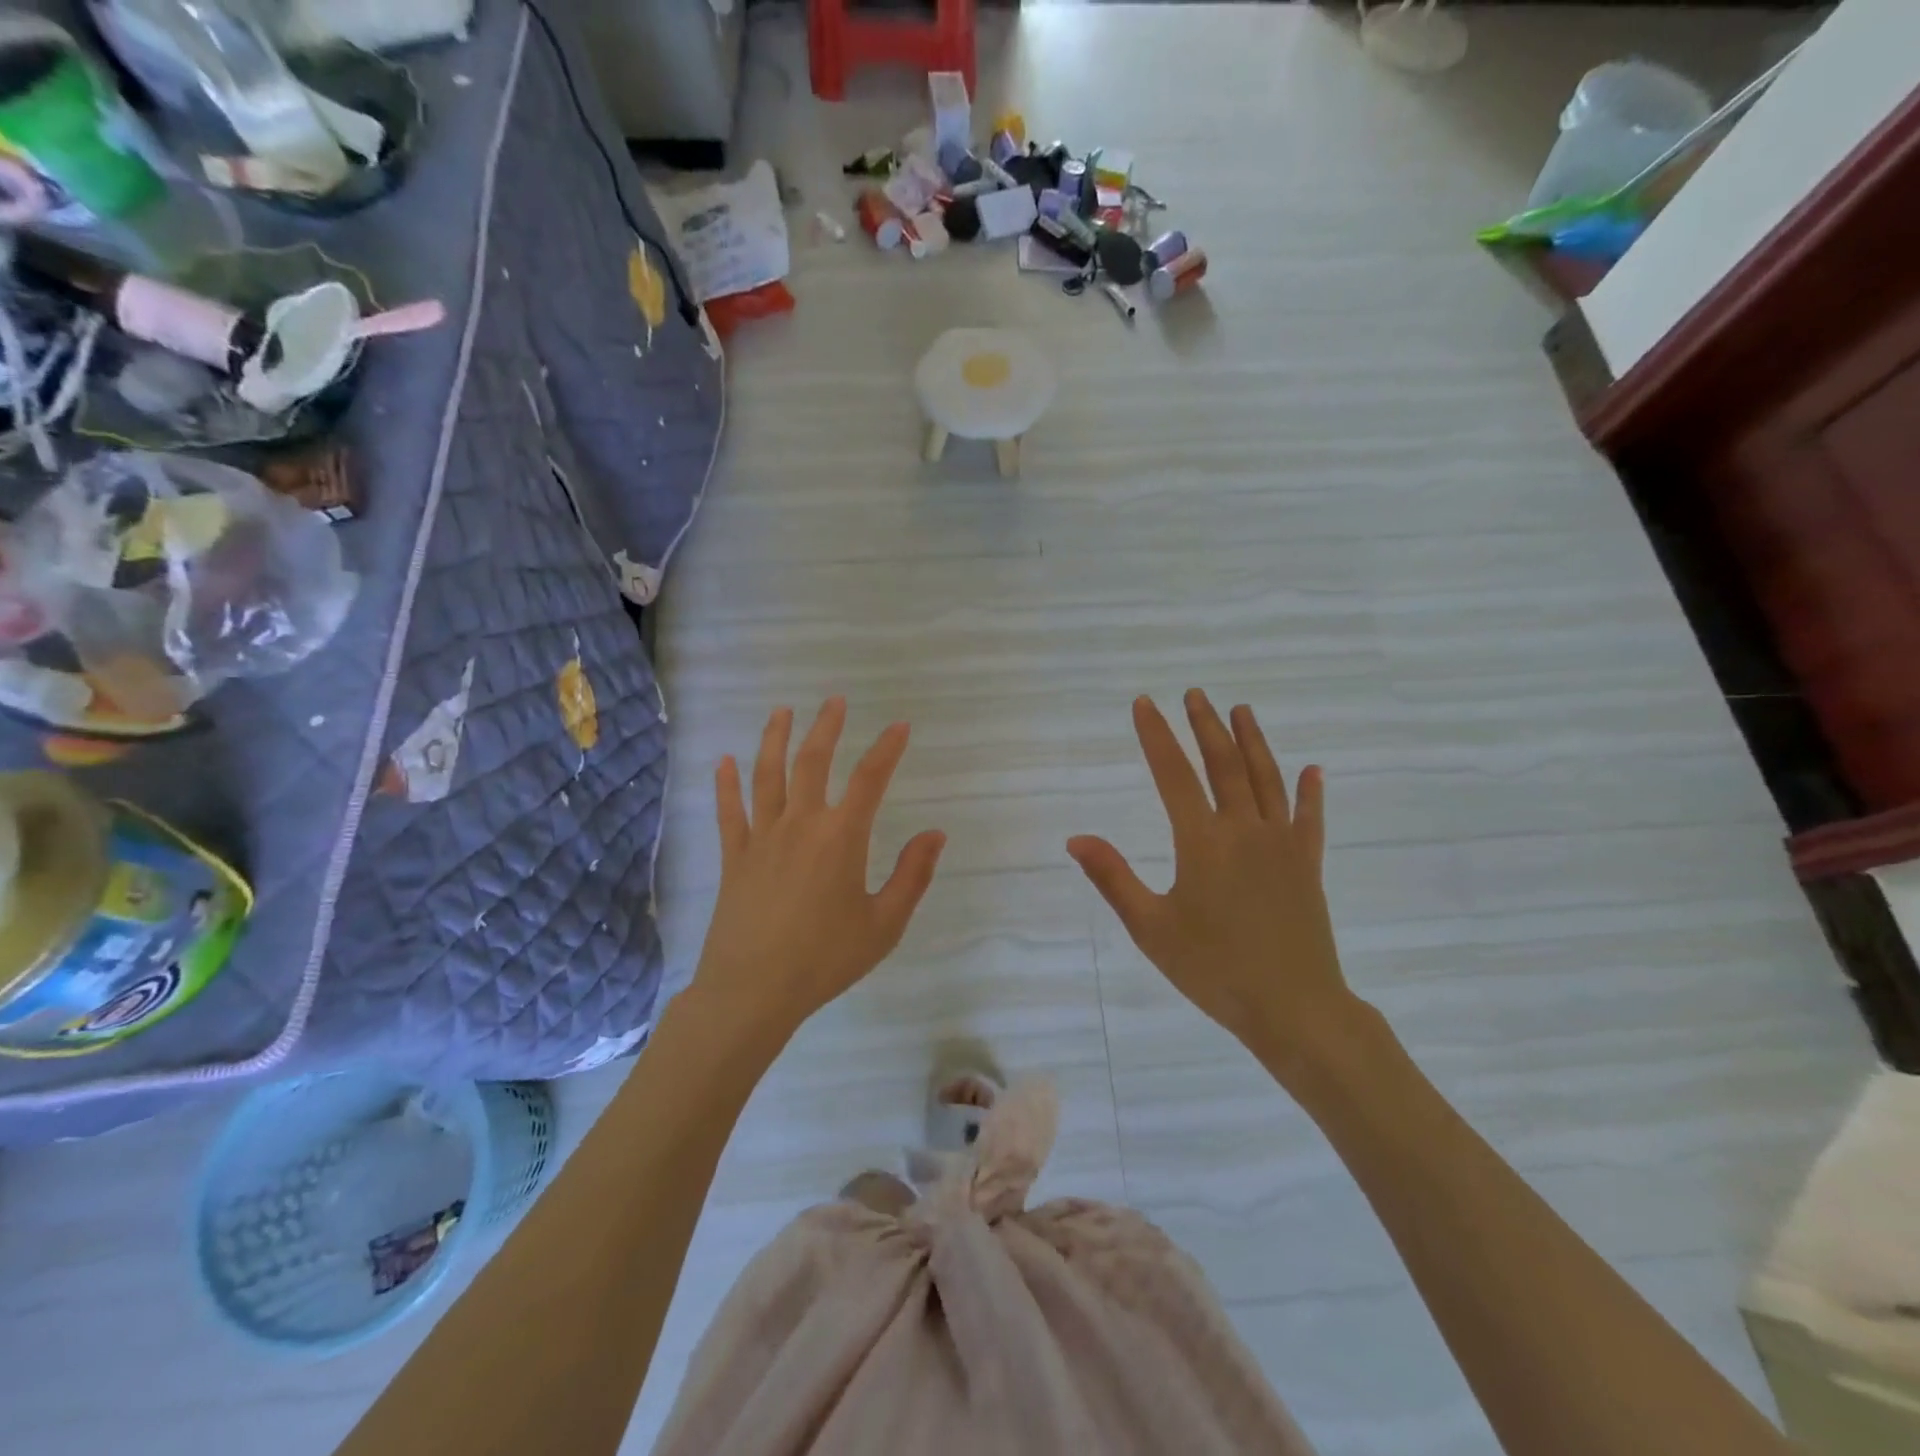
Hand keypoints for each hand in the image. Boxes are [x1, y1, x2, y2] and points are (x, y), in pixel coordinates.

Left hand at [689, 698, 945, 1050]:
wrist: (753, 990)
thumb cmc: (826, 959)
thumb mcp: (885, 924)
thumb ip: (912, 875)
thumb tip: (936, 834)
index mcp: (841, 838)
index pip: (870, 780)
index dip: (887, 749)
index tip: (900, 726)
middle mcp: (801, 825)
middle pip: (813, 762)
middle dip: (826, 727)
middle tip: (834, 701)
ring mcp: (762, 838)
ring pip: (767, 776)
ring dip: (775, 739)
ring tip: (781, 711)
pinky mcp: (734, 857)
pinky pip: (729, 812)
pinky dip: (726, 784)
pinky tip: (724, 761)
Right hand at [1067, 691, 1354, 1075]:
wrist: (1294, 1008)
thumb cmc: (1214, 969)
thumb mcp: (1150, 928)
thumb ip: (1113, 878)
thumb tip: (1075, 839)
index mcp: (1202, 842)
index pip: (1173, 775)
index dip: (1156, 736)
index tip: (1145, 703)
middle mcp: (1244, 831)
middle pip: (1224, 765)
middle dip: (1206, 726)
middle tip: (1195, 694)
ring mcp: (1282, 845)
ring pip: (1267, 780)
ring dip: (1253, 741)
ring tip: (1241, 710)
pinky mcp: (1308, 866)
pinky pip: (1310, 819)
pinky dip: (1311, 792)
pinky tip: (1313, 770)